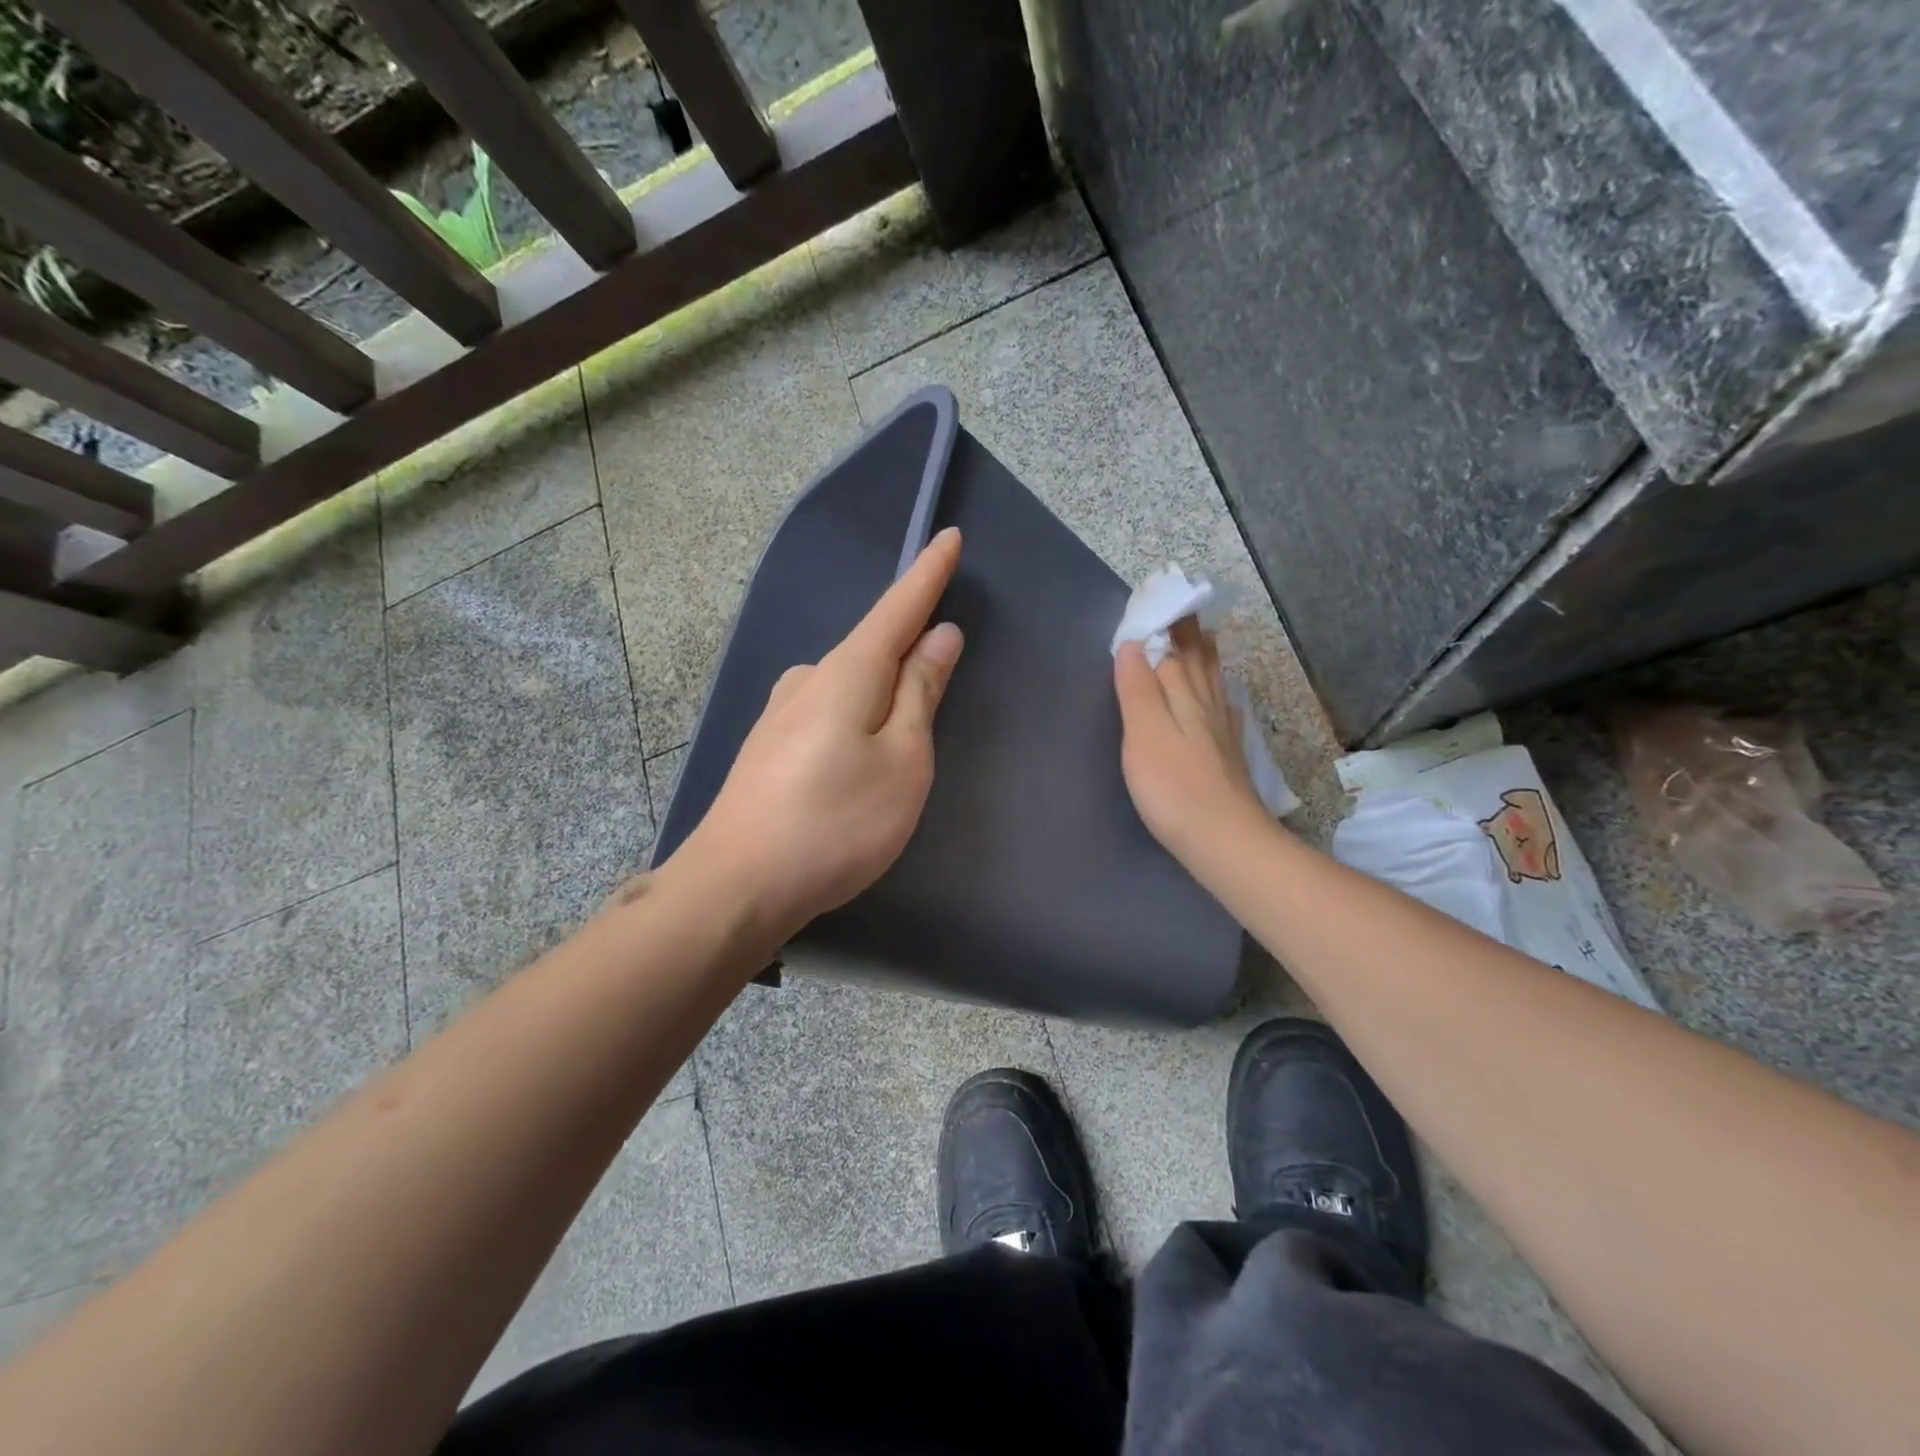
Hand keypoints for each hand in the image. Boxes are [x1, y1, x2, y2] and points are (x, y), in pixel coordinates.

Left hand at [669, 528, 965, 940]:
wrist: (736, 886)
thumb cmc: (837, 822)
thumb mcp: (902, 760)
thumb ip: (920, 694)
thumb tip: (938, 636)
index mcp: (848, 672)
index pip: (898, 608)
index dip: (928, 574)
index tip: (948, 537)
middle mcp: (808, 678)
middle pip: (872, 648)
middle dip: (907, 644)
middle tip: (942, 657)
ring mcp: (781, 713)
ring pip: (848, 684)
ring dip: (881, 688)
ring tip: (905, 724)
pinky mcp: (768, 747)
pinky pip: (828, 712)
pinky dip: (856, 715)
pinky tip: (859, 751)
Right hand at [1115, 618, 1265, 860]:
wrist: (1224, 840)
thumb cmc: (1174, 787)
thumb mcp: (1144, 734)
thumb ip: (1138, 689)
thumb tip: (1132, 644)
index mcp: (1183, 696)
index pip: (1172, 650)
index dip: (1163, 625)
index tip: (1157, 598)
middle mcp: (1207, 706)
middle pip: (1197, 661)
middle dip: (1188, 634)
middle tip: (1184, 607)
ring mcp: (1222, 731)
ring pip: (1214, 683)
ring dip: (1207, 658)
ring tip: (1206, 638)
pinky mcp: (1229, 757)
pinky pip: (1226, 711)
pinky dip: (1222, 696)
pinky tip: (1227, 700)